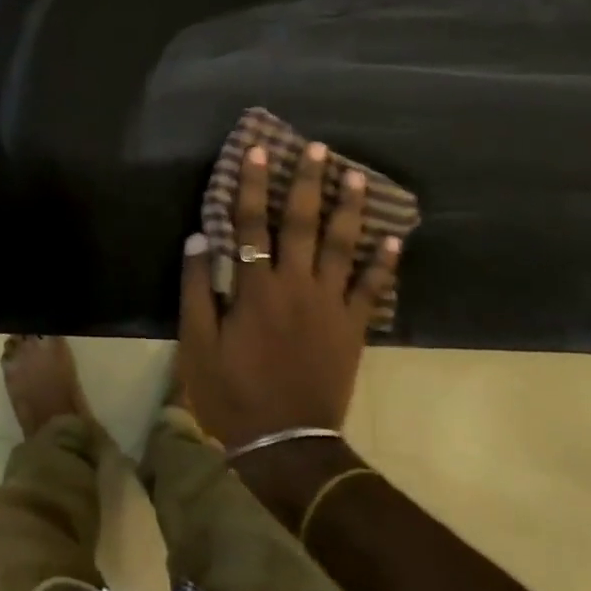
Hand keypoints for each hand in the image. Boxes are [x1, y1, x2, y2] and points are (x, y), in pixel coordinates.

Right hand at [178, 141, 400, 453]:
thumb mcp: (198, 342)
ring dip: (349, 210)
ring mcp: (330, 306)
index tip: (258, 150)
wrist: (285, 443)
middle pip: (304, 224)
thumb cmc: (232, 390)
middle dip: (308, 182)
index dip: (253, 185)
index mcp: (256, 287)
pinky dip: (384, 265)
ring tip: (356, 176)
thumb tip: (198, 238)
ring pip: (343, 248)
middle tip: (318, 148)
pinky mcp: (353, 329)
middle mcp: (296, 286)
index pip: (252, 223)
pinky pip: (372, 291)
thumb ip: (197, 287)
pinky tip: (393, 240)